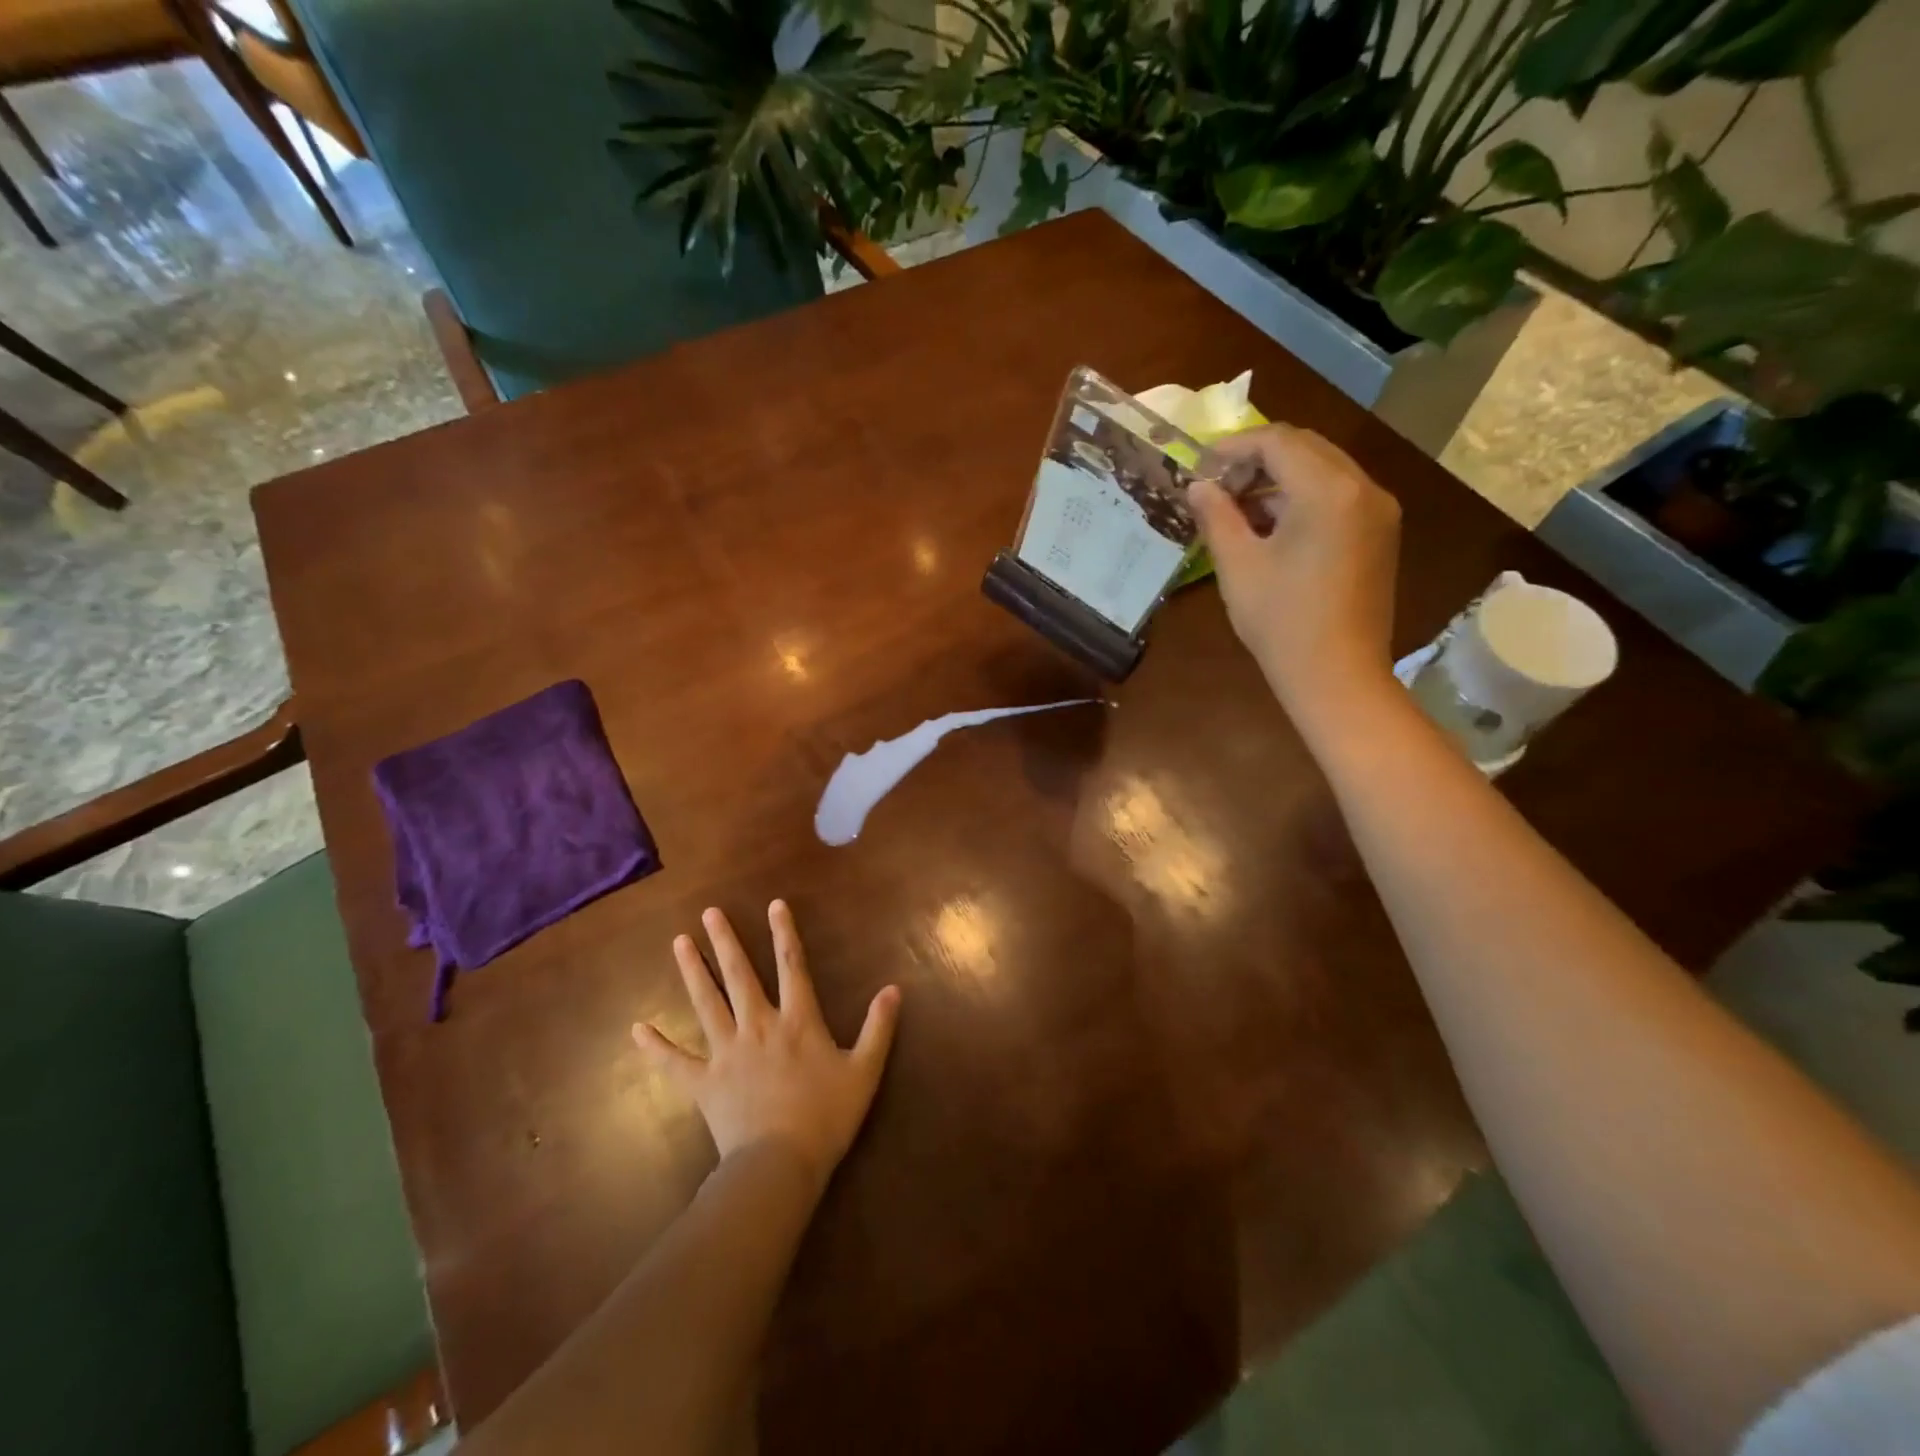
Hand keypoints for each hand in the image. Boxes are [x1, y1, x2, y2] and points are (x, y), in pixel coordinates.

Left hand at [633, 902, 900, 1195]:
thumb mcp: (864, 1071)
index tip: (773, 904)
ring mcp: (726, 1052)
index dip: (784, 933)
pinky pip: (675, 1062)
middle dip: (725, 941)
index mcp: (797, 1020)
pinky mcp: (704, 1083)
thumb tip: (894, 988)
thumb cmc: (826, 1117)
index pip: (791, 965)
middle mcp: (759, 1025)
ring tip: (679, 943)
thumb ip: (878, 1027)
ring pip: (707, 1003)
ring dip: (693, 971)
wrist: (780, 1164)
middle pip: (739, 976)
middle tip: (709, 913)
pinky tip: (636, 1030)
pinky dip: (656, 1047)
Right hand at [1191, 424, 1401, 723]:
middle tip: (1217, 485)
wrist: (1337, 675)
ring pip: (1323, 470)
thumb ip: (1217, 517)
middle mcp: (1363, 488)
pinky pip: (1338, 495)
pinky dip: (1302, 498)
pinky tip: (1271, 526)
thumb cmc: (1281, 622)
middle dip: (1257, 459)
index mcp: (1328, 491)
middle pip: (1305, 448)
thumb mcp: (1238, 566)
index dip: (1235, 447)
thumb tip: (1198, 486)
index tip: (1201, 465)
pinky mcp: (1380, 533)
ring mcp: (1378, 510)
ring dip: (1279, 478)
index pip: (1278, 442)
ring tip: (1237, 508)